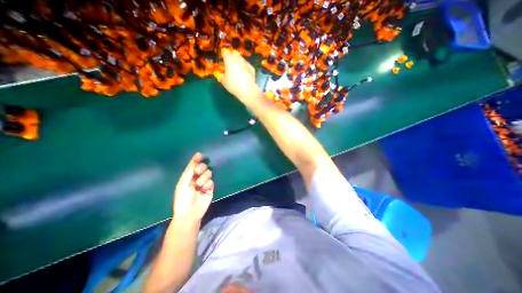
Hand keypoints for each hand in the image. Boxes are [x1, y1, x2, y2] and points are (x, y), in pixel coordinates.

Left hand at [172, 154, 214, 221]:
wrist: (189, 213)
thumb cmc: (182, 198)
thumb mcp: (183, 183)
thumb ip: (189, 171)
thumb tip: (195, 159)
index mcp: (188, 177)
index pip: (193, 166)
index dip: (196, 160)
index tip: (199, 154)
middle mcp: (197, 178)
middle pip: (203, 167)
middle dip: (201, 167)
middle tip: (198, 171)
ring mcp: (204, 183)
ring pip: (208, 173)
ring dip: (204, 178)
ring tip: (199, 185)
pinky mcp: (210, 188)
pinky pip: (211, 181)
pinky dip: (207, 184)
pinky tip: (203, 190)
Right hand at [216, 49, 262, 104]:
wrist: (247, 89)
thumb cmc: (233, 84)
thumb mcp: (224, 81)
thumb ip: (221, 75)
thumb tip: (222, 74)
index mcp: (229, 59)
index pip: (225, 52)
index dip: (224, 56)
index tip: (223, 61)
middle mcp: (238, 59)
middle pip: (234, 54)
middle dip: (232, 58)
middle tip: (230, 65)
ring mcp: (246, 63)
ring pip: (241, 59)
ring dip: (239, 62)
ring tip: (237, 70)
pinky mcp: (252, 68)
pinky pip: (246, 66)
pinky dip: (245, 68)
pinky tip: (244, 74)